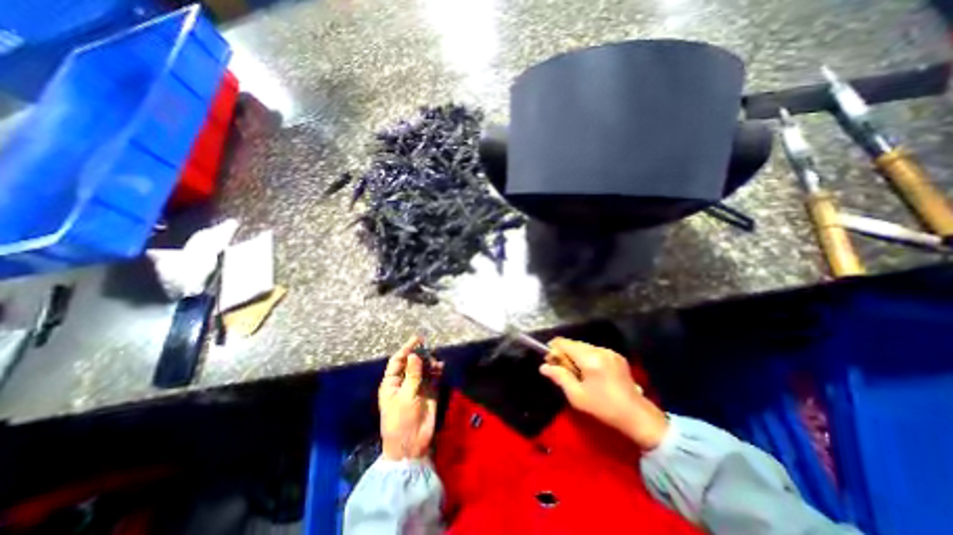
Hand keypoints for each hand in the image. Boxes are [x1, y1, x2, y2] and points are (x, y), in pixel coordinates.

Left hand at [376, 338, 443, 460]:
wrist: (412, 446)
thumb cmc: (402, 421)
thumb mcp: (406, 397)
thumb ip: (412, 375)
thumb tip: (414, 355)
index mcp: (392, 383)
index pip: (398, 361)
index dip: (406, 349)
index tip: (417, 339)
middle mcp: (405, 382)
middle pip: (412, 363)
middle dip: (420, 355)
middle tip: (429, 350)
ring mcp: (418, 387)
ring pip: (424, 368)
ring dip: (430, 362)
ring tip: (435, 361)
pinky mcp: (430, 392)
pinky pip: (434, 377)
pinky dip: (437, 371)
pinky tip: (441, 367)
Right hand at [539, 339, 663, 447]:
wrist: (637, 416)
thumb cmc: (604, 408)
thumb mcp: (577, 396)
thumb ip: (559, 377)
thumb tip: (543, 367)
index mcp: (590, 359)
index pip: (564, 343)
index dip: (553, 349)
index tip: (550, 362)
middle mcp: (600, 350)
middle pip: (574, 344)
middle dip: (564, 354)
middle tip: (562, 370)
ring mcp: (610, 352)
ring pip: (584, 347)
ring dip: (576, 356)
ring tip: (577, 373)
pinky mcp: (617, 356)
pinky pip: (595, 351)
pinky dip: (587, 358)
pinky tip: (590, 373)